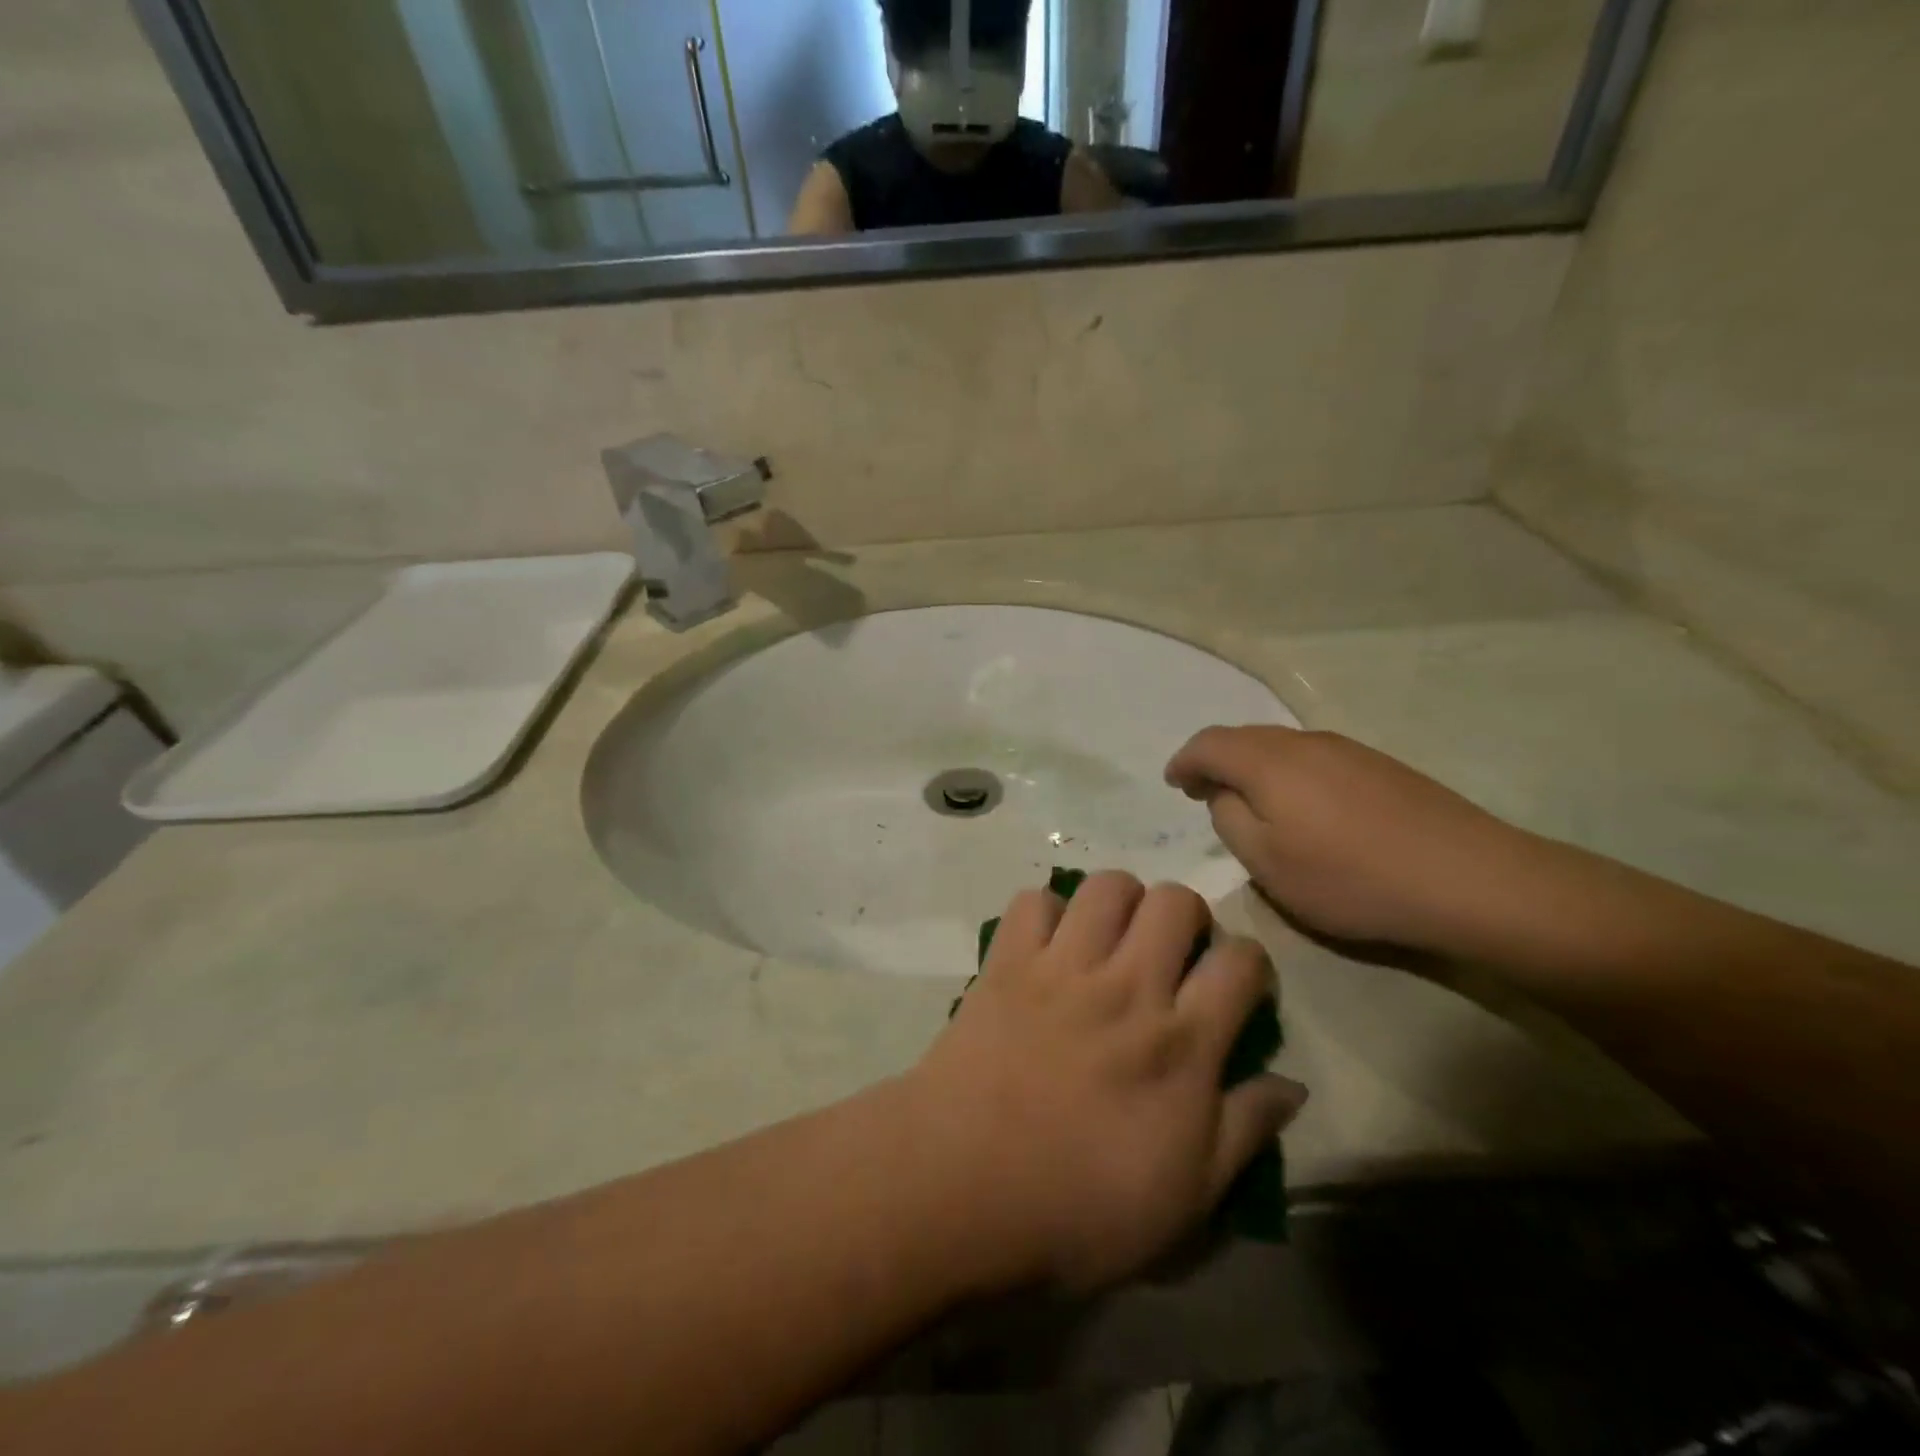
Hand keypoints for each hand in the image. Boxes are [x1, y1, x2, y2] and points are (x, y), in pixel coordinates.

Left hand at [908, 873, 1305, 1291]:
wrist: (962, 1188)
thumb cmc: (1080, 1209)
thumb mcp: (1187, 1199)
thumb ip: (1244, 1132)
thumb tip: (1291, 1085)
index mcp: (1180, 1043)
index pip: (1240, 962)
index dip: (1250, 963)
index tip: (1238, 984)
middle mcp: (1127, 987)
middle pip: (1175, 902)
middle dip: (1188, 916)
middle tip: (1173, 952)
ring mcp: (1062, 968)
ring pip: (1107, 886)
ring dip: (1121, 902)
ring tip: (1114, 937)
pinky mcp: (1006, 963)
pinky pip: (1032, 901)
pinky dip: (1046, 912)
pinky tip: (1048, 945)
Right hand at [1166, 726, 1533, 952]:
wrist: (1468, 879)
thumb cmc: (1351, 878)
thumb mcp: (1268, 864)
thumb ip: (1229, 821)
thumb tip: (1224, 795)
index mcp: (1268, 762)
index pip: (1209, 744)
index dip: (1185, 761)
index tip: (1174, 783)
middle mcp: (1304, 742)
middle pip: (1244, 737)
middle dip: (1216, 760)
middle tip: (1204, 792)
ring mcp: (1347, 750)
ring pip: (1281, 746)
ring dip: (1253, 766)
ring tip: (1249, 801)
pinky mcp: (1380, 766)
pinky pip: (1313, 758)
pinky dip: (1288, 773)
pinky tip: (1303, 806)